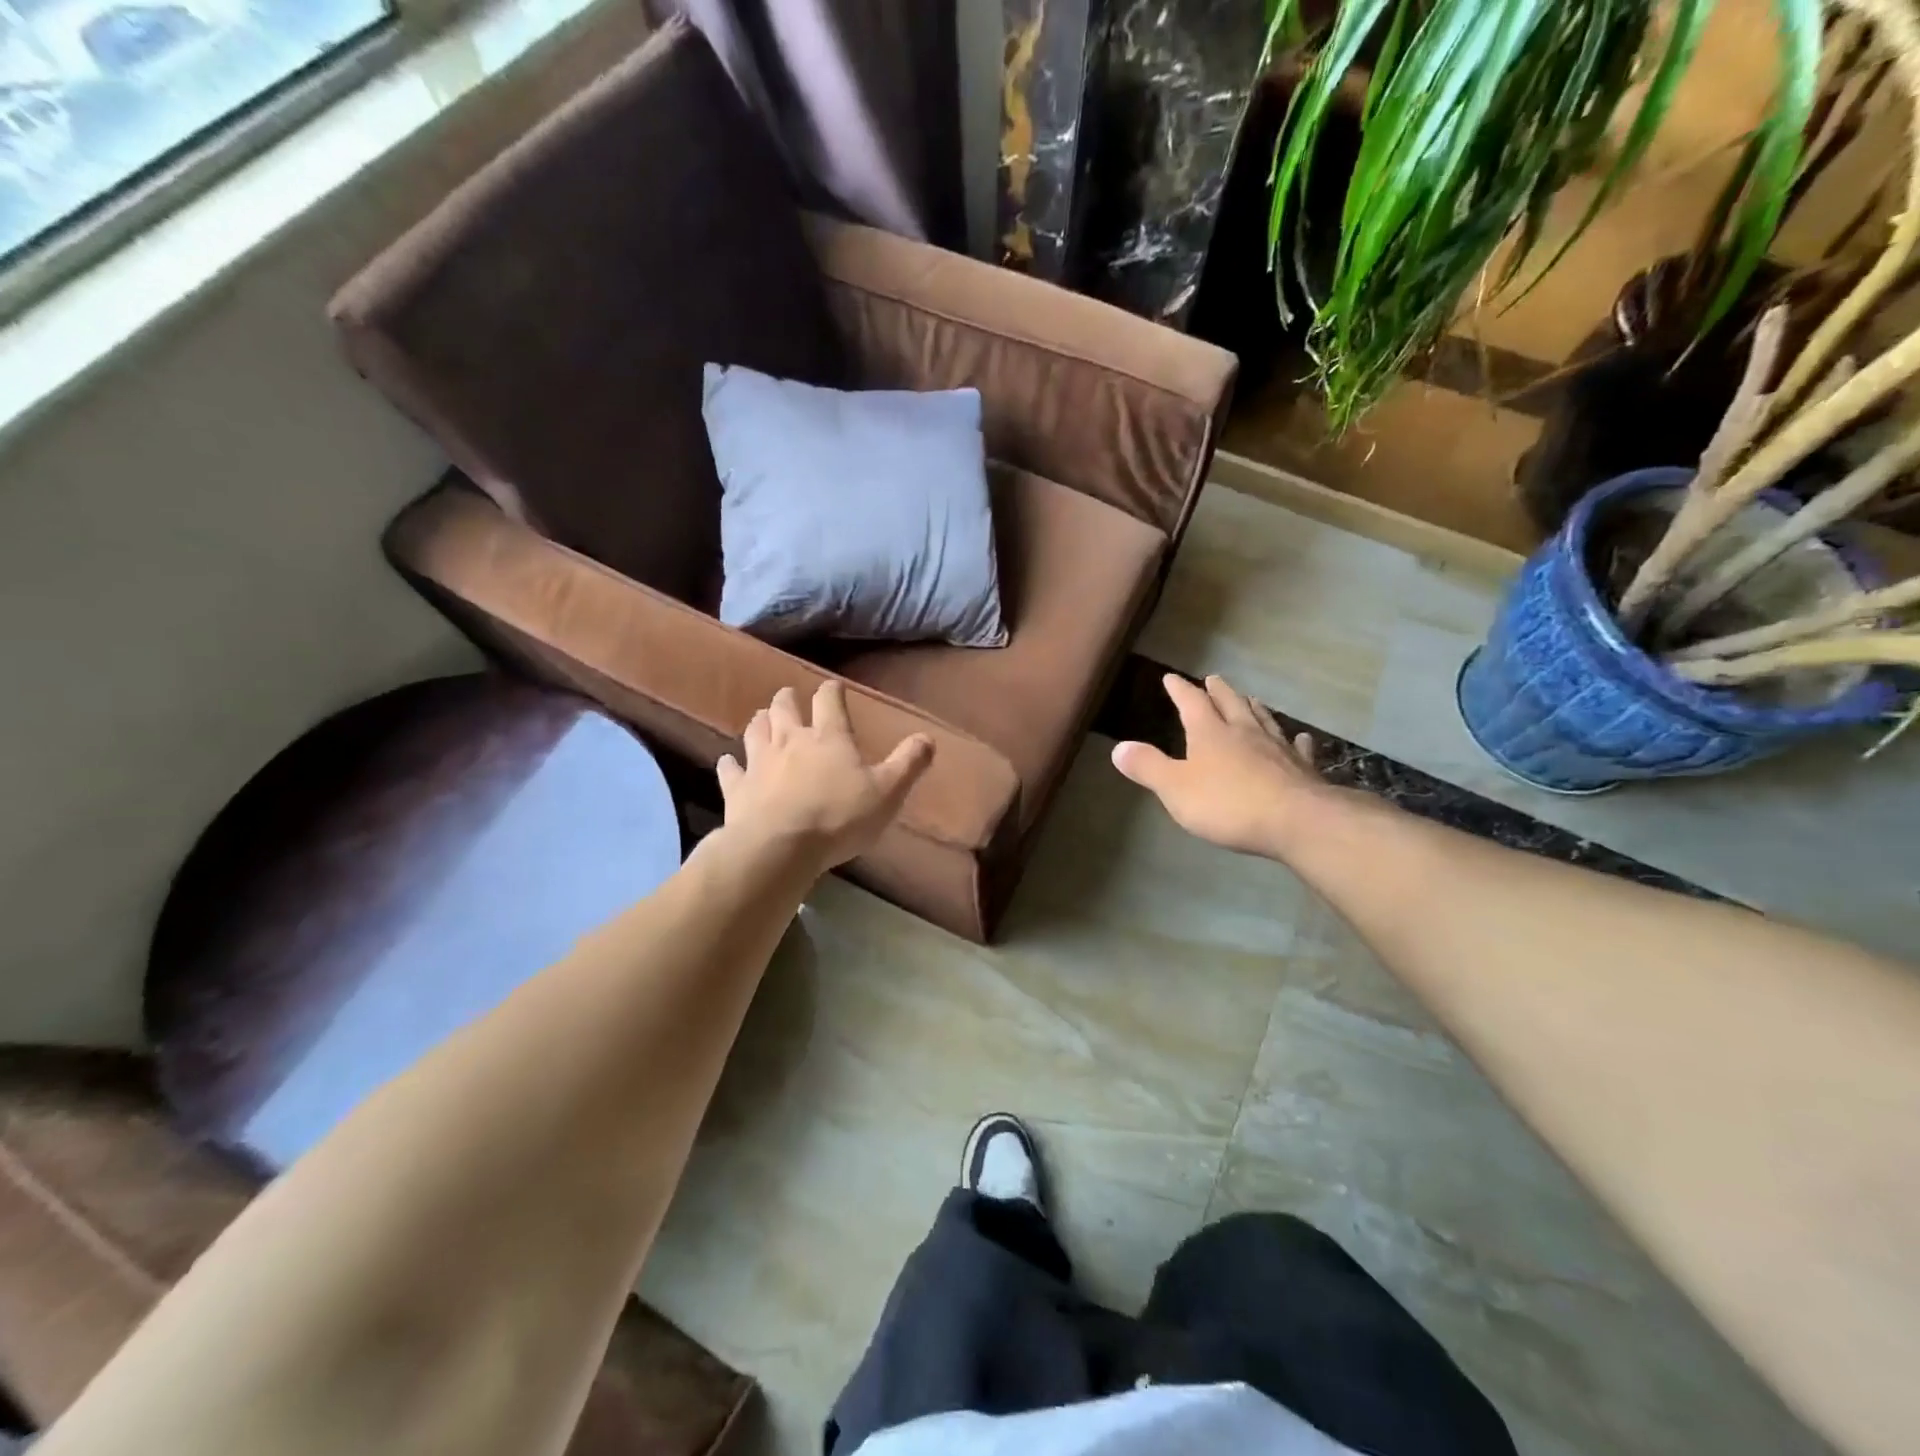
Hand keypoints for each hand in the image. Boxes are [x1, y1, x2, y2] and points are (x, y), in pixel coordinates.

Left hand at [717, 682, 933, 870]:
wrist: (780, 847)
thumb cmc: (839, 817)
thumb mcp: (887, 793)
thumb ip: (908, 764)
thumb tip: (928, 738)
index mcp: (829, 737)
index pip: (829, 701)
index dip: (832, 691)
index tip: (834, 688)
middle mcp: (791, 740)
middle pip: (784, 708)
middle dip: (788, 699)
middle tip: (788, 696)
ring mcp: (759, 762)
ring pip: (755, 731)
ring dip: (760, 722)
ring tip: (762, 719)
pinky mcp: (737, 788)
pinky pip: (730, 770)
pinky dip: (730, 764)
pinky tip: (729, 763)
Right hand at [1111, 674, 1331, 858]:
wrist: (1296, 820)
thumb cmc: (1228, 804)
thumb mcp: (1175, 788)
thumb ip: (1148, 767)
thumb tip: (1118, 747)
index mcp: (1210, 734)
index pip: (1191, 703)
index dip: (1180, 690)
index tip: (1171, 678)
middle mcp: (1244, 732)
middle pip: (1231, 703)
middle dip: (1218, 691)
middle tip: (1213, 679)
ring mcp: (1277, 748)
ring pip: (1263, 719)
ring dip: (1253, 707)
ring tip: (1250, 698)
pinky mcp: (1302, 768)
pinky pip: (1297, 747)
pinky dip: (1295, 740)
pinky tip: (1299, 737)